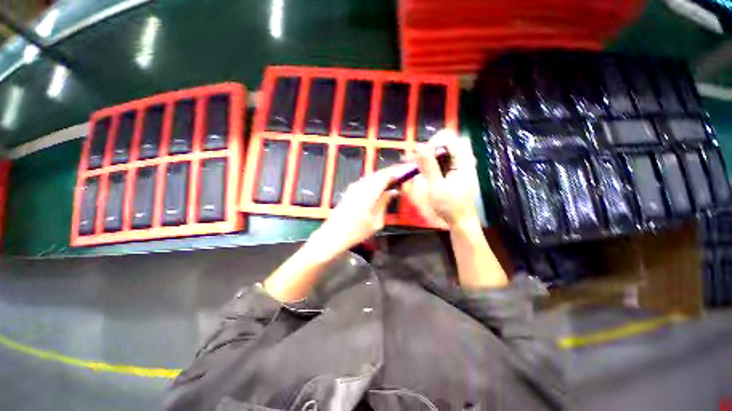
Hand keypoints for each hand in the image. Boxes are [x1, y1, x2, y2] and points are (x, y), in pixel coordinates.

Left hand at [310, 167, 400, 254]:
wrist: (334, 234)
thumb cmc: (357, 231)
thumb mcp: (376, 221)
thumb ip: (384, 203)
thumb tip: (393, 192)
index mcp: (369, 193)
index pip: (385, 176)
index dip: (397, 171)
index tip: (407, 170)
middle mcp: (361, 186)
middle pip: (379, 173)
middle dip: (391, 171)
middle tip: (403, 172)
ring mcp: (354, 187)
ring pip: (372, 176)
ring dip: (383, 175)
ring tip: (394, 177)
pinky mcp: (350, 190)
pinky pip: (366, 180)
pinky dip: (375, 179)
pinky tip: (380, 184)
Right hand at [405, 130, 479, 227]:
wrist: (460, 221)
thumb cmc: (450, 206)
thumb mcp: (436, 186)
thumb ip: (428, 165)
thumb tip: (419, 146)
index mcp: (463, 160)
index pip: (447, 137)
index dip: (431, 143)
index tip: (419, 155)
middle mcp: (463, 158)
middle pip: (444, 143)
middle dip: (426, 149)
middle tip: (412, 160)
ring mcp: (460, 165)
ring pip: (441, 152)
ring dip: (427, 157)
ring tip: (413, 165)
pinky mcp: (455, 171)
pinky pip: (442, 161)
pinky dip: (431, 164)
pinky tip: (422, 171)